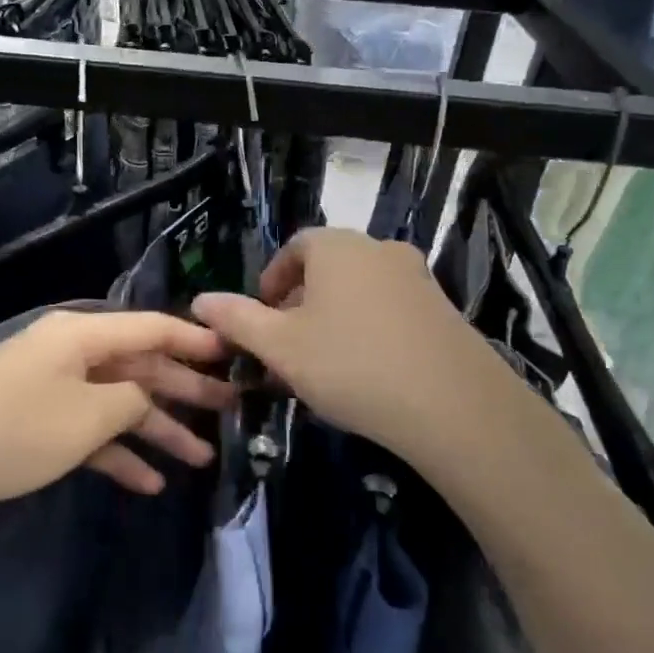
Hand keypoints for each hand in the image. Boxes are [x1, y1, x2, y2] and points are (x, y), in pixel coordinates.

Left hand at [0, 310, 232, 529]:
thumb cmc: (16, 429)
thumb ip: (131, 401)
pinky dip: (115, 452)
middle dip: (183, 390)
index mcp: (81, 334)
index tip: (234, 353)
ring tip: (201, 459)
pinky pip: (87, 431)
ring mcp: (49, 388)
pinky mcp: (33, 423)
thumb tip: (144, 398)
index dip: (195, 340)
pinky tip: (148, 483)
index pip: (152, 327)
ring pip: (115, 402)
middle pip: (138, 365)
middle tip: (231, 411)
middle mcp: (67, 352)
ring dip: (155, 429)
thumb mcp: (88, 415)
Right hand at [192, 228, 519, 463]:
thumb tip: (200, 300)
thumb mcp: (280, 346)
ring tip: (322, 364)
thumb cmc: (350, 365)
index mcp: (337, 247)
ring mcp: (417, 278)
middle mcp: (379, 250)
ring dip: (334, 319)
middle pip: (328, 268)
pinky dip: (368, 330)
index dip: (272, 279)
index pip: (295, 247)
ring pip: (359, 291)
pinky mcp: (444, 310)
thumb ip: (237, 320)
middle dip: (300, 303)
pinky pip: (391, 310)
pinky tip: (366, 373)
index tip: (262, 316)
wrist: (453, 405)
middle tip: (287, 346)